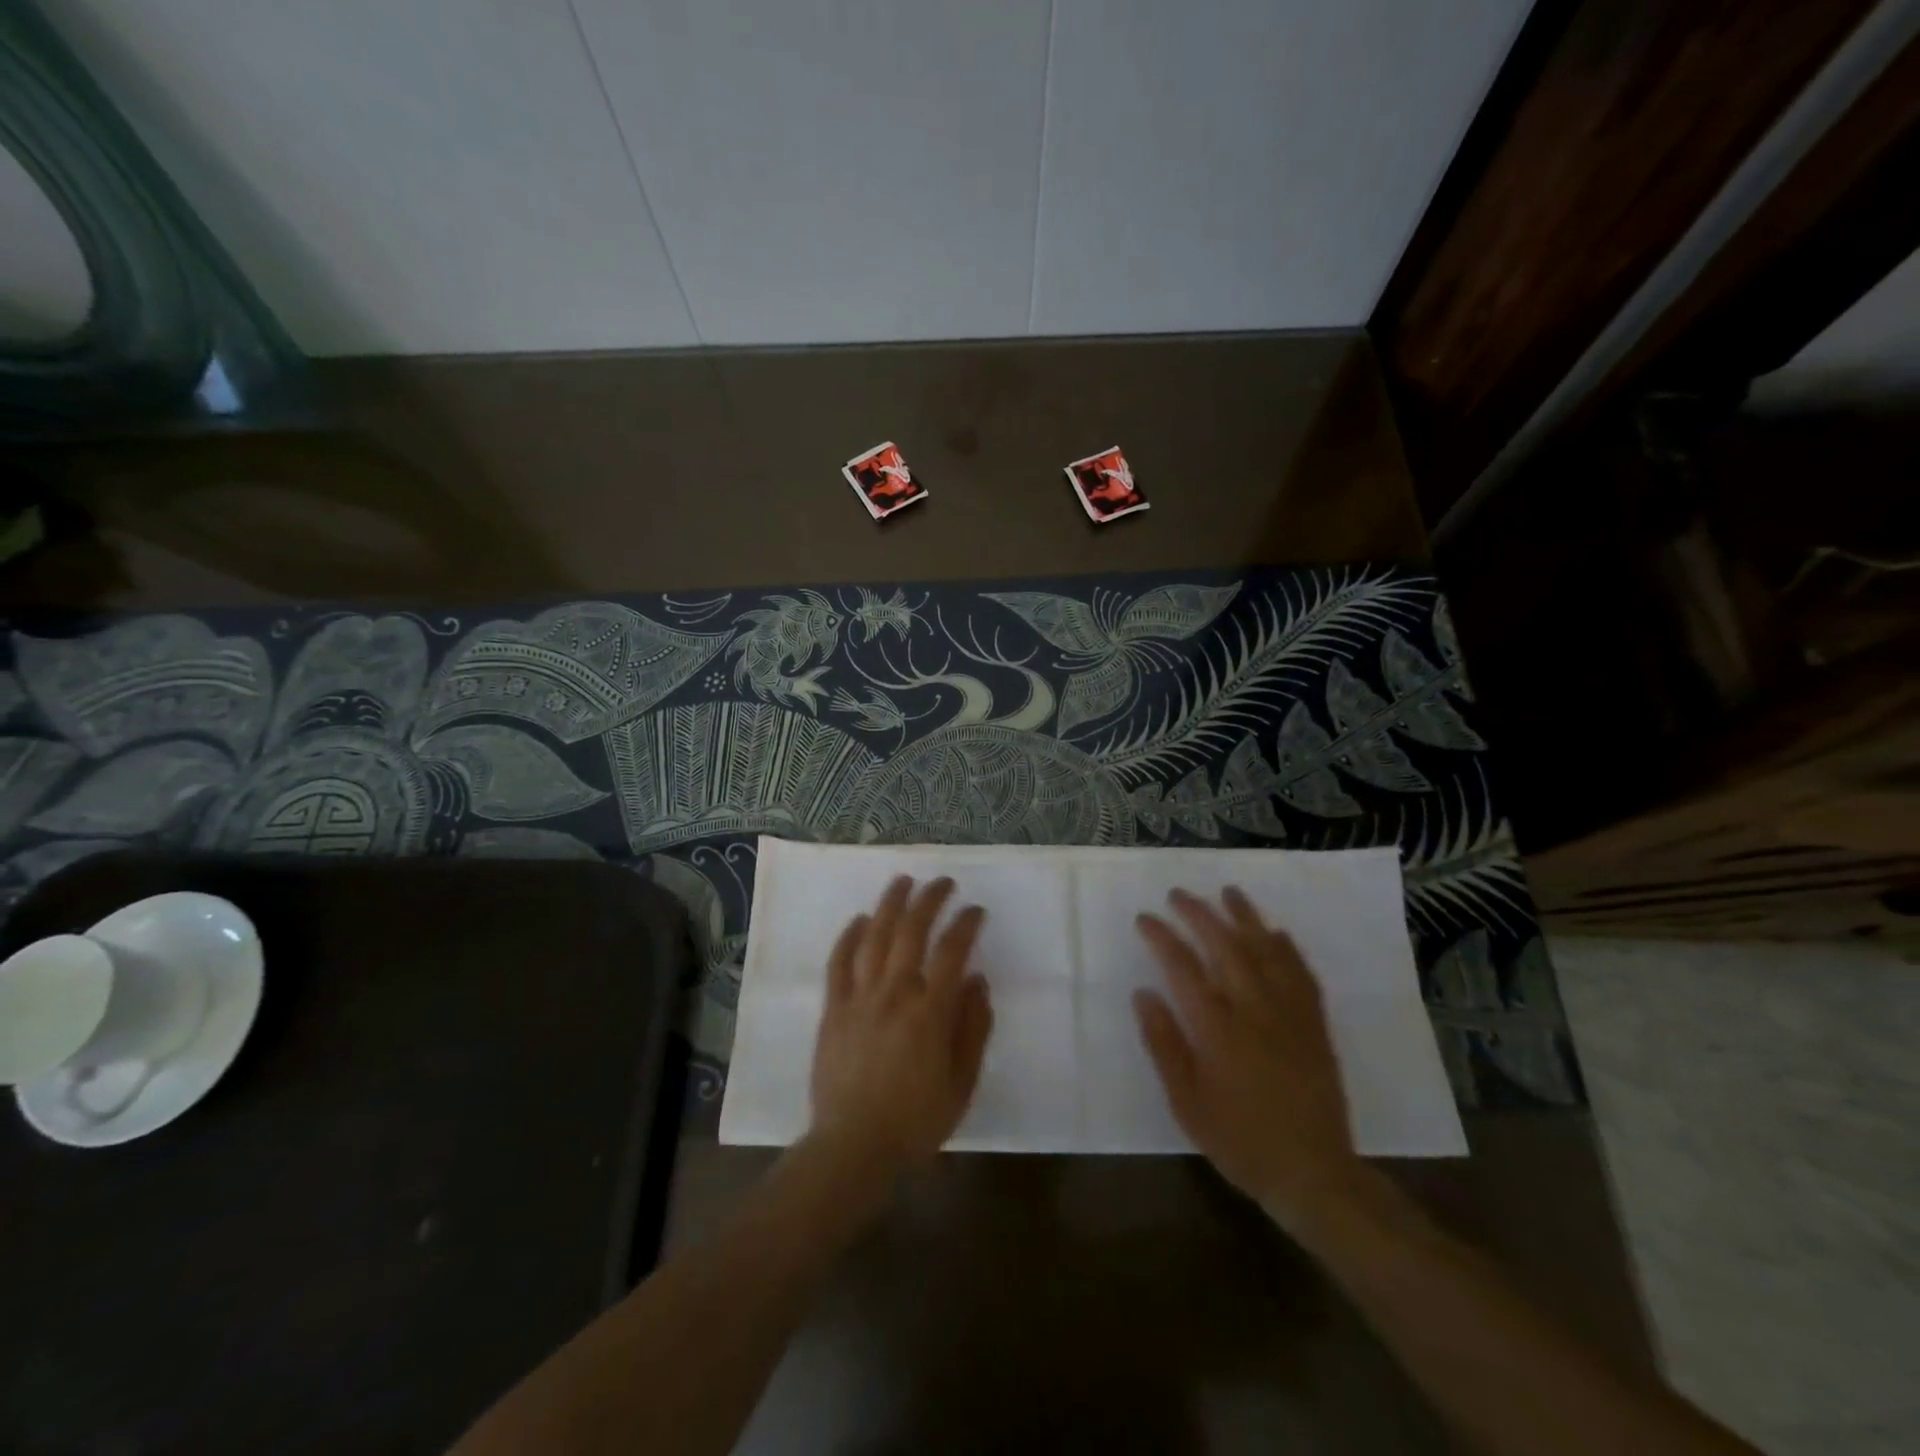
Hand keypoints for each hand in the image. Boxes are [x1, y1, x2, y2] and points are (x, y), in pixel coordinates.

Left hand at [808, 876, 993, 1177]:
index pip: (952, 952)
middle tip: (942, 882)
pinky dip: (848, 937)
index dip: (966, 924)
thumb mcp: (961, 1083)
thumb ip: (972, 1029)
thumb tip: (977, 982)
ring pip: (873, 937)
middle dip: (930, 900)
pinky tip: (858, 920)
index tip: (976, 910)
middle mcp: (894, 994)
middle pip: (911, 932)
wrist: (853, 1147)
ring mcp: (859, 998)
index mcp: (929, 1012)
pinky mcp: (833, 1009)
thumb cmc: (916, 1120)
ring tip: (902, 881)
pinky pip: (838, 963)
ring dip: (889, 905)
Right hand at [1133, 888, 1363, 1234]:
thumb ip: (1164, 1044)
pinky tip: (1276, 933)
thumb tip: (1143, 993)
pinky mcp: (1315, 1025)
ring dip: (1246, 917)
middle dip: (1200, 914)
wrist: (1313, 1174)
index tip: (1145, 917)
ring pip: (1267, 952)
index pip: (1184, 968)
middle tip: (1179, 894)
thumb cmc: (1240, 1140)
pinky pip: (1301, 974)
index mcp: (1218, 1030)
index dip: (1162, 937)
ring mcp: (1290, 1015)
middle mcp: (1255, 1011)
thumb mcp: (1186, 1103)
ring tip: (1228, 892)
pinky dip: (1287, 948)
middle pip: (1226, 947)